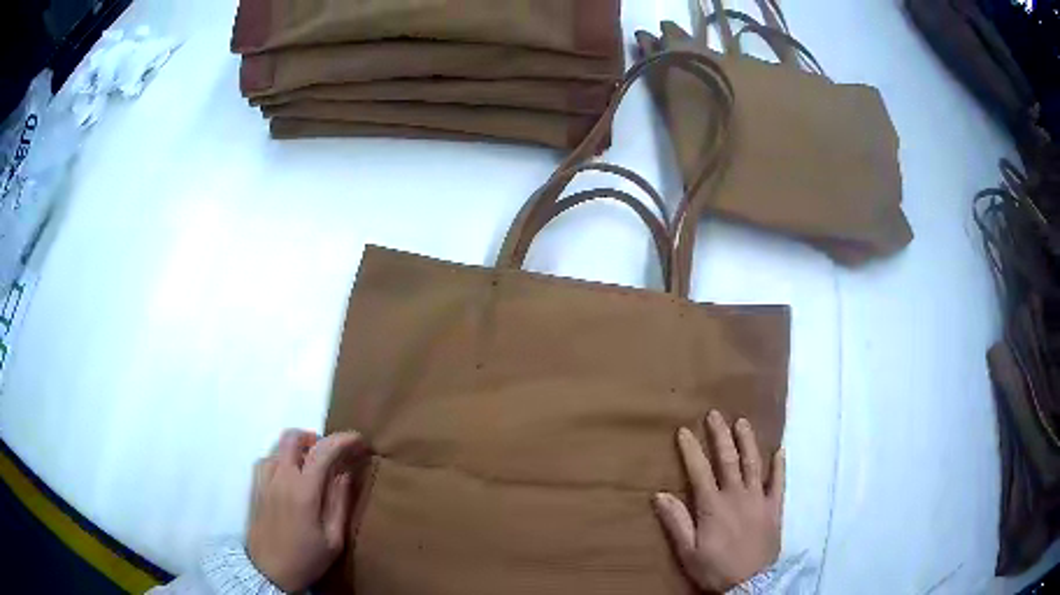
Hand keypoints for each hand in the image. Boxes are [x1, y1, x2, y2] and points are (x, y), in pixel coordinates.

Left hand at [247, 429, 368, 592]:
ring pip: (279, 447)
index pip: (322, 451)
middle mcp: (281, 477)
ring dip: (299, 449)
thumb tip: (346, 474)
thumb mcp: (333, 539)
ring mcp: (265, 480)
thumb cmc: (306, 558)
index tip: (359, 440)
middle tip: (331, 454)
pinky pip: (269, 459)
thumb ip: (339, 503)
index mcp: (303, 490)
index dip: (343, 440)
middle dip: (315, 437)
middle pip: (293, 437)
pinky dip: (283, 459)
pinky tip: (292, 478)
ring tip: (313, 468)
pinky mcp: (256, 487)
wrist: (269, 572)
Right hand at [654, 411, 784, 592]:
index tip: (683, 430)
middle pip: (728, 460)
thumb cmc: (715, 568)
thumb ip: (676, 522)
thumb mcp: (688, 551)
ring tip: (742, 422)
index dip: (691, 450)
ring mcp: (759, 499)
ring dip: (747, 442)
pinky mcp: (775, 508)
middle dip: (720, 435)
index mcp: (713, 506)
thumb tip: (659, 494)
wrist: (751, 583)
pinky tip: (780, 450)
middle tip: (715, 414)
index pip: (699, 471)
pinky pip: (779, 482)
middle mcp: (737, 495)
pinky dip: (779, 466)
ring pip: (753, 464)